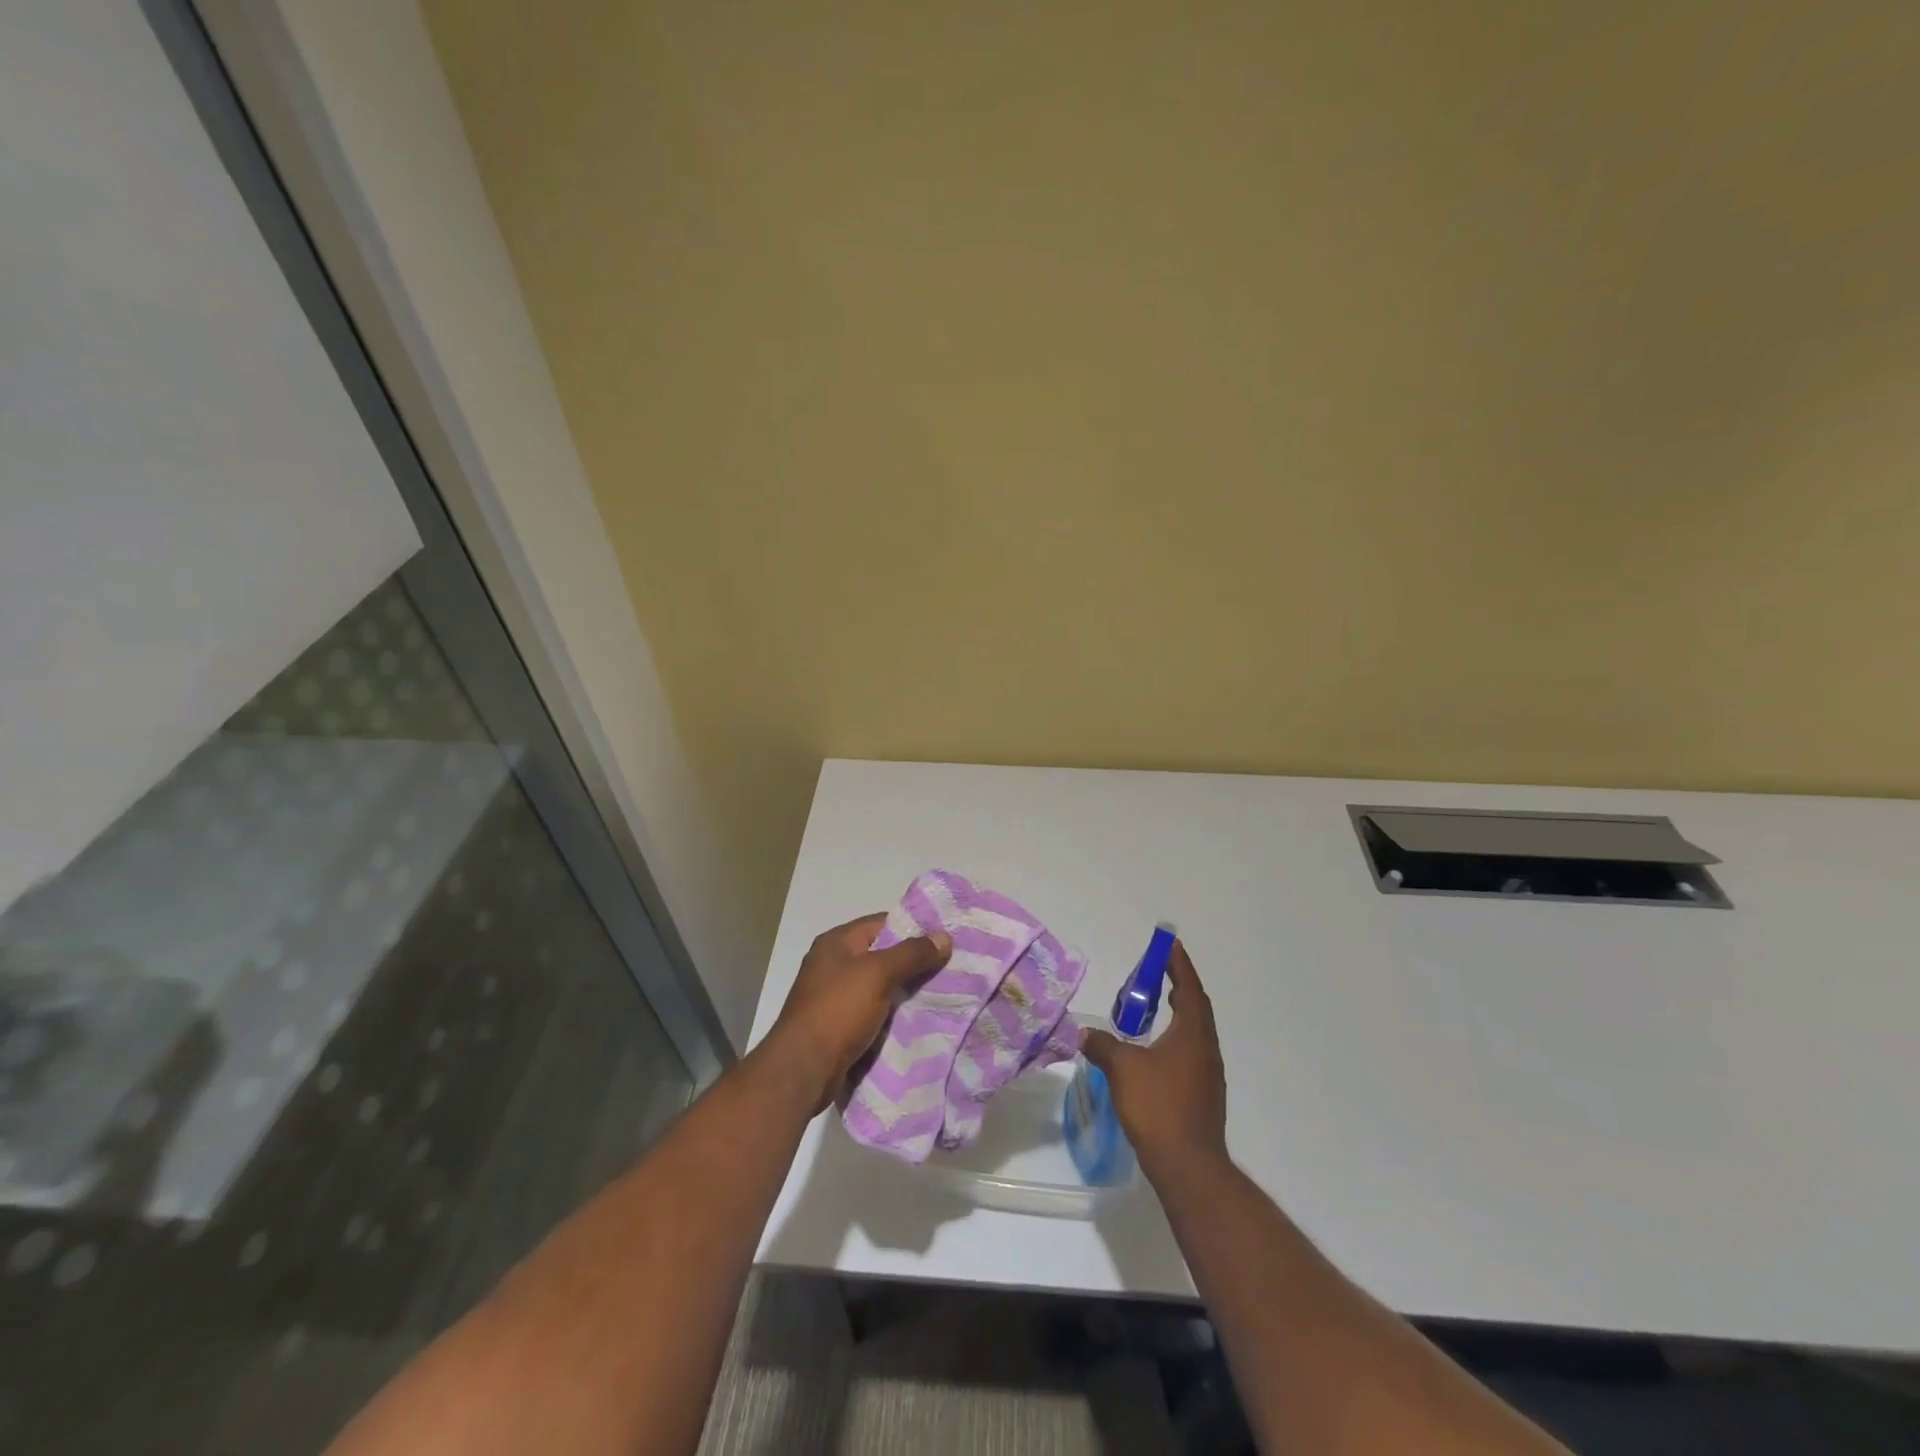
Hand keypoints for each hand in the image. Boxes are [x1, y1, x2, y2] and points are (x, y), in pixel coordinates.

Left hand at [768, 913, 952, 1109]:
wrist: (803, 1070)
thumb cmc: (838, 1010)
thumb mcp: (878, 974)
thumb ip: (912, 954)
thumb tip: (944, 937)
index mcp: (836, 942)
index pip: (882, 923)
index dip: (913, 928)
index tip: (944, 939)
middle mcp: (833, 964)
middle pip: (882, 954)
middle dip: (913, 962)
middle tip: (950, 968)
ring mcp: (834, 996)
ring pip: (880, 985)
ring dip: (905, 990)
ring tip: (942, 993)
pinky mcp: (839, 1025)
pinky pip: (874, 1010)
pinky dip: (893, 1013)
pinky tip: (919, 1019)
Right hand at [1079, 939, 1226, 1173]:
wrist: (1188, 1166)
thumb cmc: (1158, 1106)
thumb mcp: (1123, 1069)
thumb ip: (1104, 1046)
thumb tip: (1085, 1034)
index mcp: (1193, 1034)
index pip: (1188, 988)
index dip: (1179, 964)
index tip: (1170, 945)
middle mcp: (1206, 1049)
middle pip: (1195, 1008)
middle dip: (1179, 986)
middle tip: (1157, 972)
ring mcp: (1208, 1075)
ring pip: (1194, 1033)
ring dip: (1177, 1014)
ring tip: (1154, 1007)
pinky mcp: (1203, 1096)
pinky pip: (1190, 1053)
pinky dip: (1174, 1039)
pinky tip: (1155, 1051)